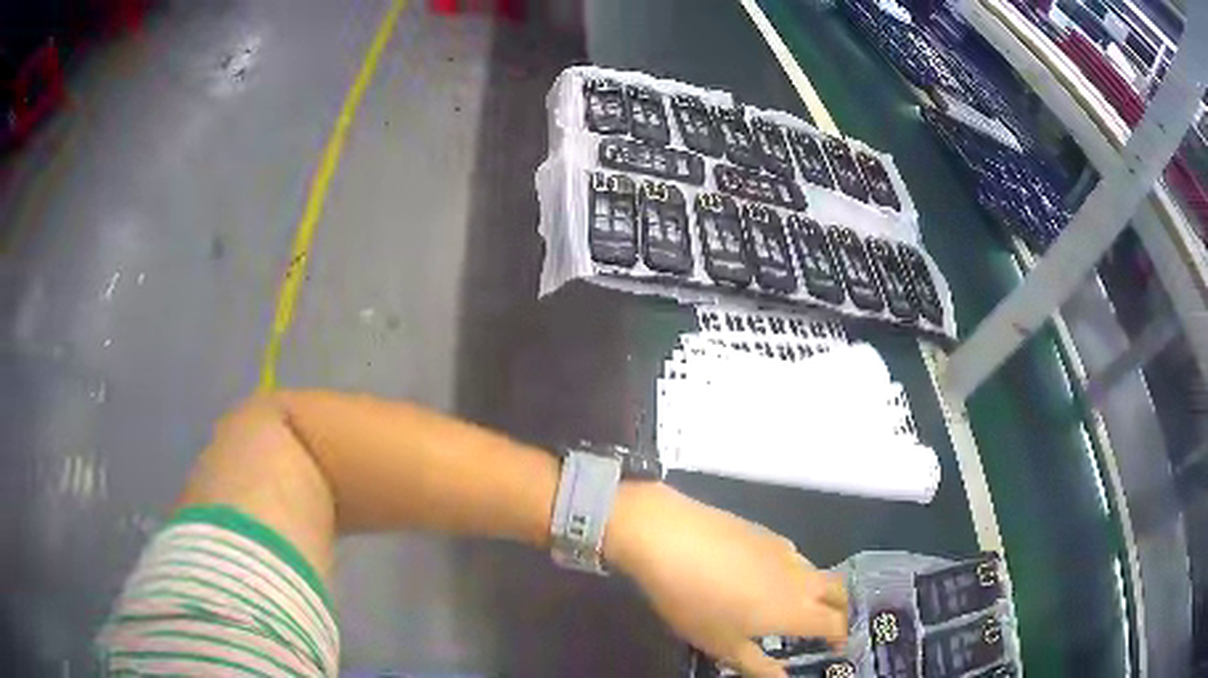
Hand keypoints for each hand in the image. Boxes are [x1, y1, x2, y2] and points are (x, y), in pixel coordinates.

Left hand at [605, 484, 848, 676]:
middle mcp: (800, 576)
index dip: (841, 636)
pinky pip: (792, 556)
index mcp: (796, 609)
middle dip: (840, 609)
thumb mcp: (721, 645)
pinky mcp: (764, 531)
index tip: (837, 647)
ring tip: (793, 605)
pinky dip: (793, 572)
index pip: (835, 623)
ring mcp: (783, 549)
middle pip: (838, 591)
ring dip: (816, 590)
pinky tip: (765, 578)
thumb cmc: (695, 601)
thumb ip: (757, 665)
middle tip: (827, 626)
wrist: (669, 536)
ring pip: (816, 571)